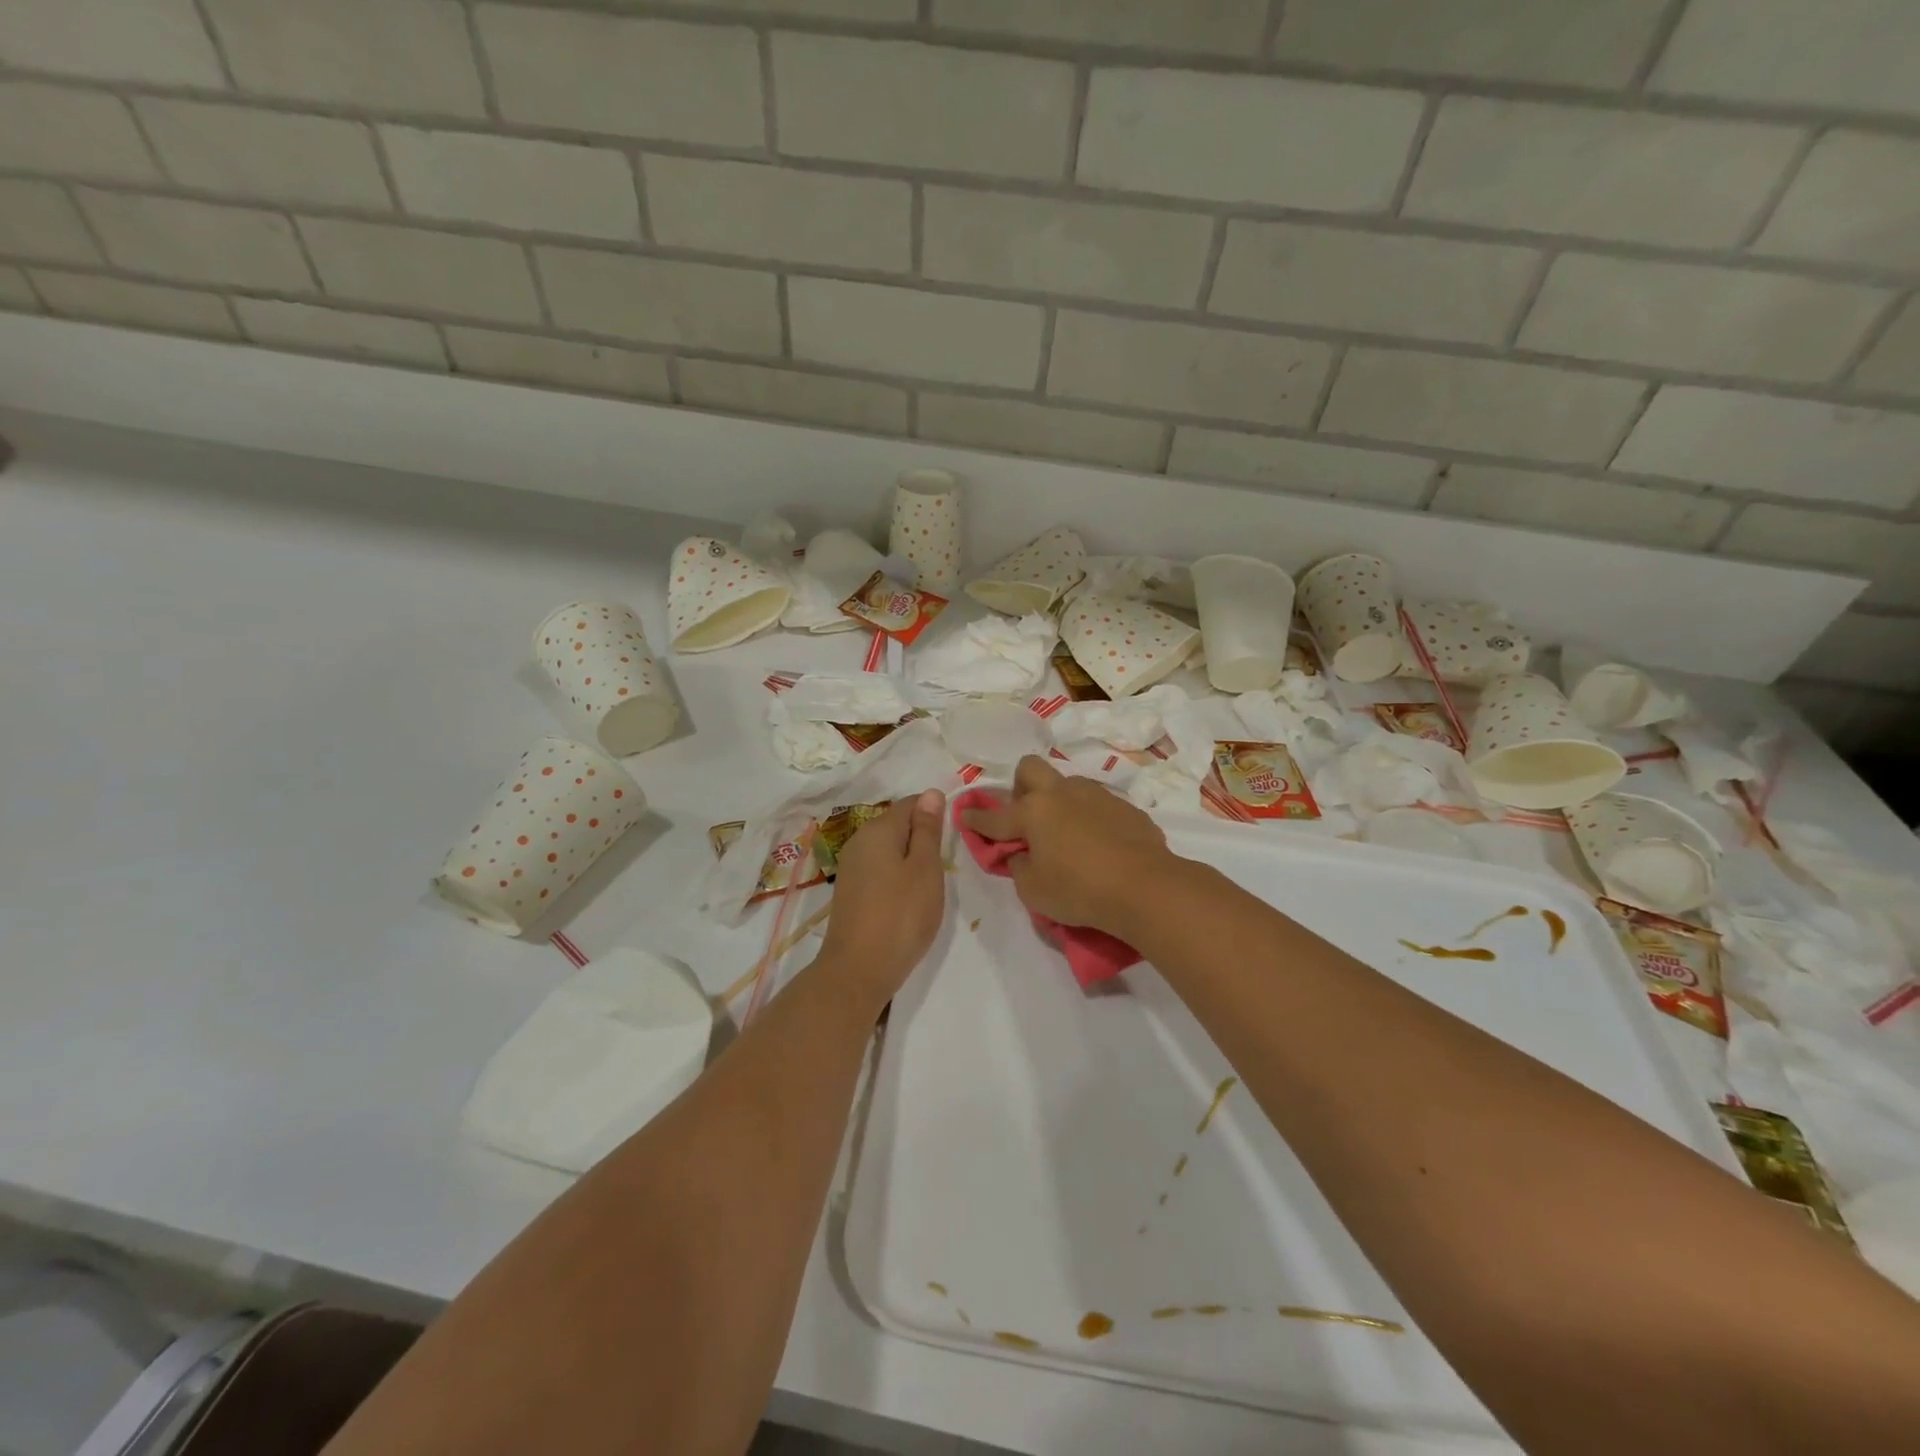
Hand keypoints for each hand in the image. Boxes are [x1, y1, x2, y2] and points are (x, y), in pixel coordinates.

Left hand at [816, 789, 947, 1006]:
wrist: (858, 970)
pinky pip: (879, 870)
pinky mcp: (849, 890)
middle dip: (922, 840)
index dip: (935, 816)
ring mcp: (851, 866)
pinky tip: (906, 901)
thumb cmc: (901, 915)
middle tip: (941, 871)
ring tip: (926, 889)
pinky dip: (896, 878)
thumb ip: (928, 829)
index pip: (912, 803)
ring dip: (910, 862)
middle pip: (898, 825)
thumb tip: (931, 792)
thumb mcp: (925, 869)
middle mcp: (859, 840)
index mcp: (878, 829)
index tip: (951, 844)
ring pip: (889, 849)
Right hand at [959, 756, 1174, 935]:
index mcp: (1033, 812)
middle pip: (1030, 769)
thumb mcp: (1034, 890)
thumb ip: (1019, 866)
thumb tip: (1021, 852)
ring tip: (1066, 834)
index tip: (964, 814)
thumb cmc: (1079, 890)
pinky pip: (1096, 804)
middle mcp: (1061, 793)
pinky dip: (1088, 818)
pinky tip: (1098, 844)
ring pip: (1067, 784)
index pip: (994, 815)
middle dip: (1020, 787)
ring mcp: (1096, 795)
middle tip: (1026, 817)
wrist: (1145, 887)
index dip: (976, 818)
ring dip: (1058, 802)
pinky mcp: (1124, 806)